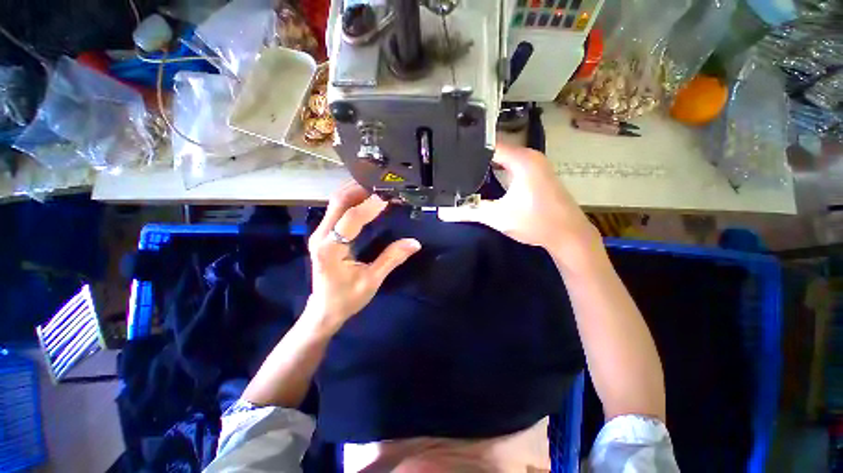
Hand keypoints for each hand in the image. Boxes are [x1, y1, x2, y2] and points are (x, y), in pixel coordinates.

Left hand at [305, 182, 420, 332]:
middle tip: (383, 185)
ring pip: (336, 203)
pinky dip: (352, 201)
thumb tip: (414, 242)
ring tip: (377, 188)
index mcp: (330, 248)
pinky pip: (337, 210)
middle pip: (338, 201)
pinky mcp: (324, 234)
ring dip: (356, 192)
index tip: (389, 196)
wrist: (325, 310)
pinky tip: (366, 199)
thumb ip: (391, 258)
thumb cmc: (347, 298)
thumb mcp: (372, 280)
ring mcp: (320, 233)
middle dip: (360, 189)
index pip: (351, 218)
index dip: (370, 205)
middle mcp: (321, 236)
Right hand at [439, 143, 598, 257]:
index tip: (448, 154)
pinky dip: (497, 168)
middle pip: (495, 149)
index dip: (468, 149)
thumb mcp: (497, 217)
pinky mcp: (537, 173)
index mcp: (521, 159)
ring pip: (503, 157)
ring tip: (462, 168)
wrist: (568, 235)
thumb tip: (442, 213)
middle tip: (451, 163)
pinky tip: (484, 176)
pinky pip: (511, 164)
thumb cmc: (535, 222)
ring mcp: (535, 164)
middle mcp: (529, 156)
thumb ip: (468, 212)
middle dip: (474, 156)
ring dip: (486, 162)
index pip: (488, 144)